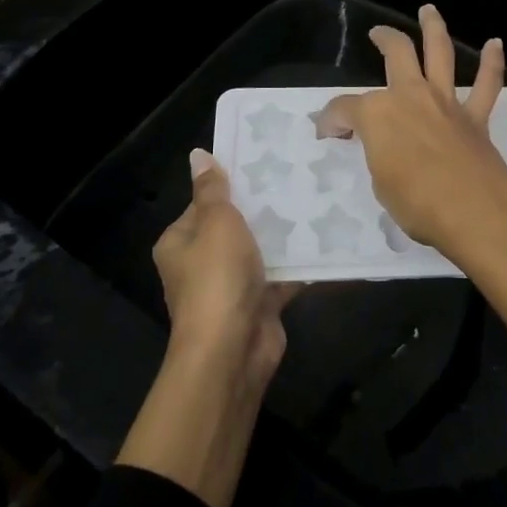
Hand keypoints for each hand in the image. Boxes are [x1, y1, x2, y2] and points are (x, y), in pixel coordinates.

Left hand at [153, 149, 293, 385]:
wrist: (232, 352)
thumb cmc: (217, 279)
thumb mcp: (215, 223)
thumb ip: (213, 190)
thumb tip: (198, 154)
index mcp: (180, 242)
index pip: (204, 204)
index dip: (231, 185)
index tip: (263, 164)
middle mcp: (201, 264)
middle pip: (234, 227)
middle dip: (262, 208)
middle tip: (296, 178)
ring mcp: (230, 287)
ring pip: (260, 251)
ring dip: (283, 235)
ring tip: (316, 201)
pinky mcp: (258, 305)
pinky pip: (280, 276)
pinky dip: (299, 264)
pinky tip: (326, 240)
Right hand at [318, 4, 506, 365]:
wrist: (474, 209)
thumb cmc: (417, 202)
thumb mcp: (380, 183)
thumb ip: (378, 155)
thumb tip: (379, 146)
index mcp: (377, 113)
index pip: (344, 109)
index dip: (332, 120)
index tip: (327, 133)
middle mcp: (410, 95)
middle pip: (396, 54)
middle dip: (385, 39)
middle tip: (377, 34)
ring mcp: (445, 102)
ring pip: (440, 53)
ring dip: (434, 28)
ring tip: (428, 10)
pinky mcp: (475, 117)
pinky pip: (486, 84)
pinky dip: (492, 63)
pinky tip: (495, 44)